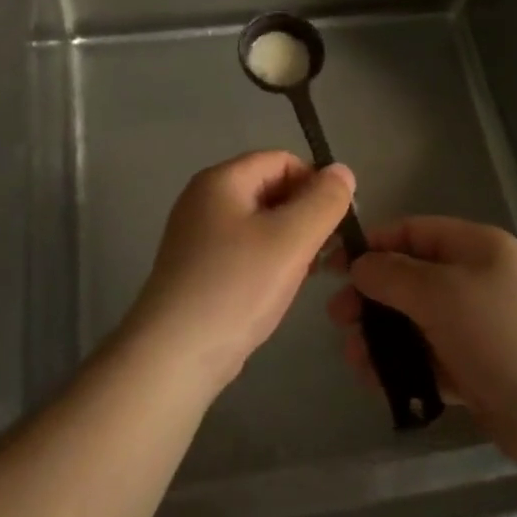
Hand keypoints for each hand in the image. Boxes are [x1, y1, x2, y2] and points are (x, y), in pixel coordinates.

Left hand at [123, 152, 355, 396]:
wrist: (174, 355)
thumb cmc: (235, 287)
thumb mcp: (291, 239)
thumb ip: (323, 201)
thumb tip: (342, 171)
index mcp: (221, 180)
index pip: (282, 160)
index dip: (315, 182)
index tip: (339, 219)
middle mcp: (204, 199)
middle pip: (270, 188)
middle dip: (305, 213)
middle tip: (328, 250)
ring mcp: (198, 235)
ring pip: (260, 222)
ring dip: (291, 239)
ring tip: (310, 271)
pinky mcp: (199, 268)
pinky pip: (245, 249)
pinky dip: (269, 259)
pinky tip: (282, 287)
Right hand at [328, 216, 516, 473]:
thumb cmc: (506, 331)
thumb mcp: (443, 292)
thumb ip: (394, 275)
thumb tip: (361, 264)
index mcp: (473, 248)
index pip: (411, 233)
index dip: (370, 246)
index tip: (332, 267)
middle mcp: (474, 282)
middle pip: (409, 281)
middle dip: (370, 297)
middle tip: (337, 320)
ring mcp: (477, 329)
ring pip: (415, 324)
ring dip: (381, 338)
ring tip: (354, 360)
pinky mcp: (478, 372)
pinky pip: (430, 362)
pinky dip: (403, 369)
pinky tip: (378, 383)